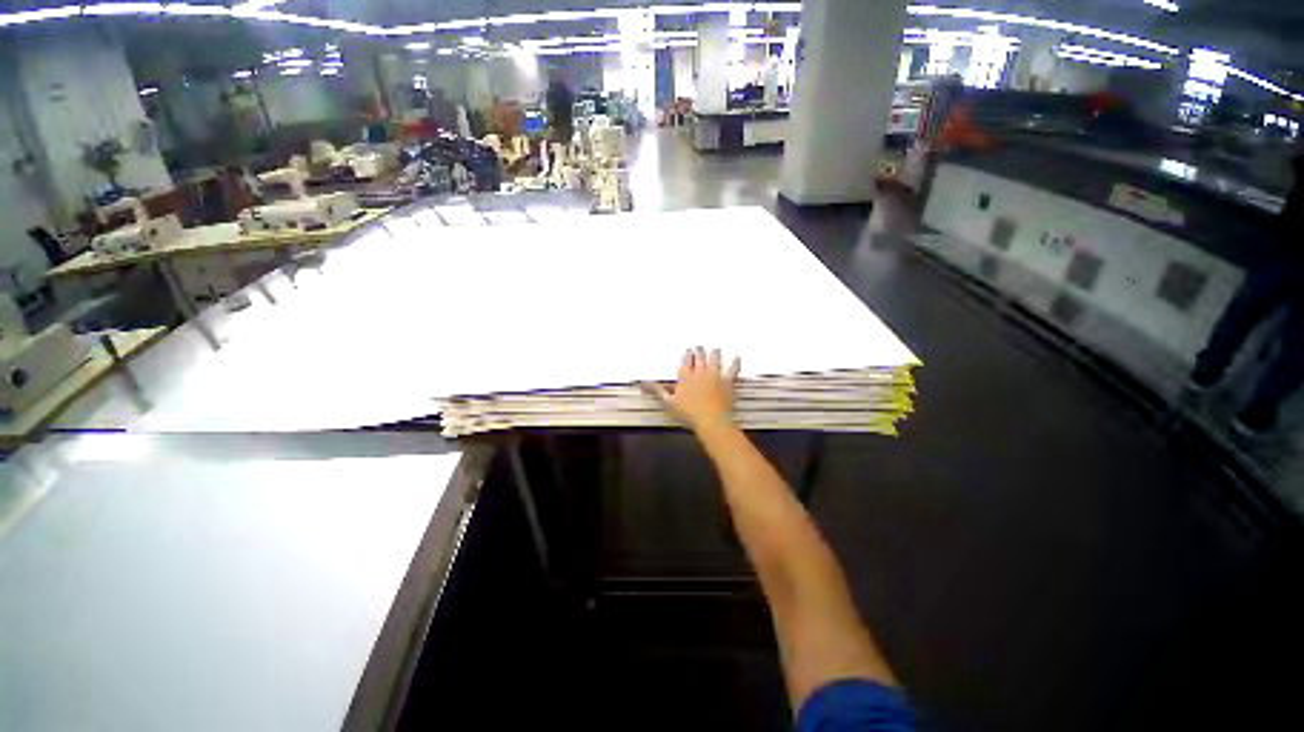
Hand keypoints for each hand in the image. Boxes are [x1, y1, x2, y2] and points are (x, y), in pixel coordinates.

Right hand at [642, 347, 740, 431]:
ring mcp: (715, 375)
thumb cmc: (688, 413)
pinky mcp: (728, 381)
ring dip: (714, 353)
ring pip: (715, 359)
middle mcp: (700, 371)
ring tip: (715, 349)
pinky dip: (735, 363)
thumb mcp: (668, 402)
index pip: (686, 360)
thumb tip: (642, 383)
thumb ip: (657, 391)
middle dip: (700, 351)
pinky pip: (732, 369)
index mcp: (685, 375)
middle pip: (700, 356)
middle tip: (700, 346)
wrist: (711, 420)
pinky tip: (737, 358)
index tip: (689, 350)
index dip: (688, 354)